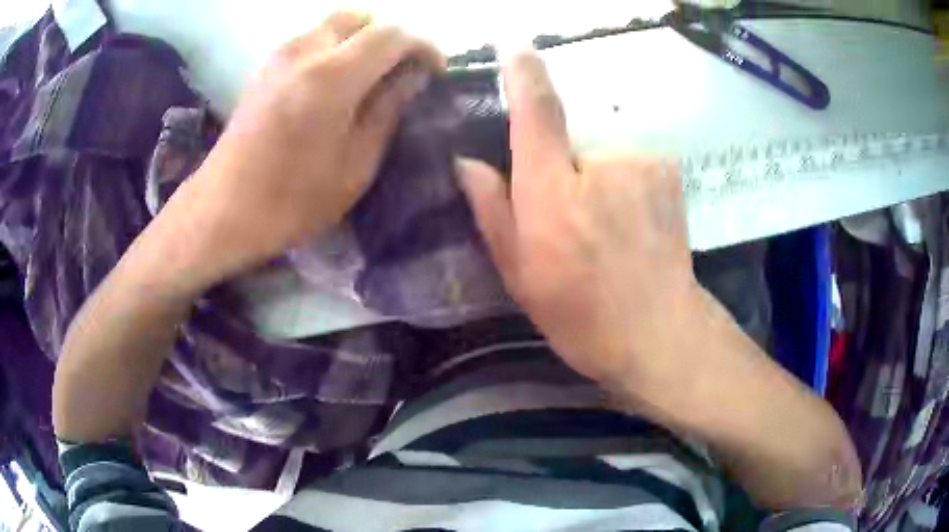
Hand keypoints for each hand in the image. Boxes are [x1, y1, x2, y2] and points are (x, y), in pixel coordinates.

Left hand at [167, 11, 444, 286]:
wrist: (224, 210)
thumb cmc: (293, 199)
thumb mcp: (355, 164)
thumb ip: (388, 109)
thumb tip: (413, 75)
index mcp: (333, 75)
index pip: (393, 34)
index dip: (423, 46)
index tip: (435, 71)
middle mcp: (306, 50)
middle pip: (361, 17)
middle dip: (388, 37)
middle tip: (398, 72)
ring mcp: (280, 55)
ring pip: (334, 25)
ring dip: (359, 42)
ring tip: (367, 79)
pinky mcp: (265, 67)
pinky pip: (311, 40)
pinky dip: (333, 49)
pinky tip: (333, 84)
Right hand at [457, 49, 702, 385]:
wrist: (660, 332)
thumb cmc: (582, 314)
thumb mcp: (520, 274)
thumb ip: (492, 211)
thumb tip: (467, 163)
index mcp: (553, 193)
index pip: (536, 111)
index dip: (523, 73)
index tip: (514, 45)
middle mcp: (599, 165)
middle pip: (566, 142)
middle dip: (561, 173)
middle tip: (570, 222)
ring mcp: (641, 164)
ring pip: (600, 157)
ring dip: (595, 183)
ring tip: (606, 231)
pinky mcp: (667, 171)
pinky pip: (629, 165)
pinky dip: (624, 186)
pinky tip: (633, 226)